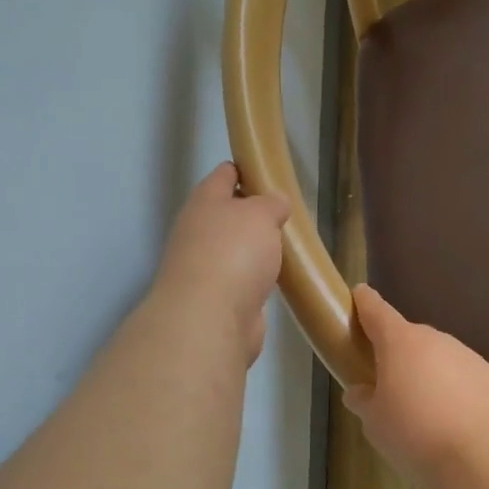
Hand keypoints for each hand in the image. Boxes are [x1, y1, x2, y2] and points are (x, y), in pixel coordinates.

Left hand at [153, 163, 288, 363]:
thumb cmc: (234, 253)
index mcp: (204, 202)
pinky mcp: (220, 299)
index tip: (270, 172)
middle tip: (288, 214)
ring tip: (289, 245)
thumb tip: (275, 204)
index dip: (246, 169)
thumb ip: (271, 203)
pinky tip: (279, 278)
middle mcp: (199, 232)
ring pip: (237, 249)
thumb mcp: (261, 214)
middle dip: (255, 213)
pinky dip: (259, 278)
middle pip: (229, 214)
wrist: (211, 318)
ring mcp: (207, 267)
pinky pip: (244, 279)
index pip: (224, 175)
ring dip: (258, 248)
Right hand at [342, 285, 488, 488]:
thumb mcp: (376, 424)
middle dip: (395, 354)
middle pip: (409, 339)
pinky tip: (450, 423)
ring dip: (426, 376)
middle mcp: (436, 340)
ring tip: (420, 414)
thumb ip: (365, 402)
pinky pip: (460, 379)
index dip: (364, 303)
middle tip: (384, 384)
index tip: (359, 294)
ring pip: (437, 360)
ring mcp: (468, 356)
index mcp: (401, 342)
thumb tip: (361, 392)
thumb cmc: (418, 433)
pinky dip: (451, 393)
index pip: (377, 311)